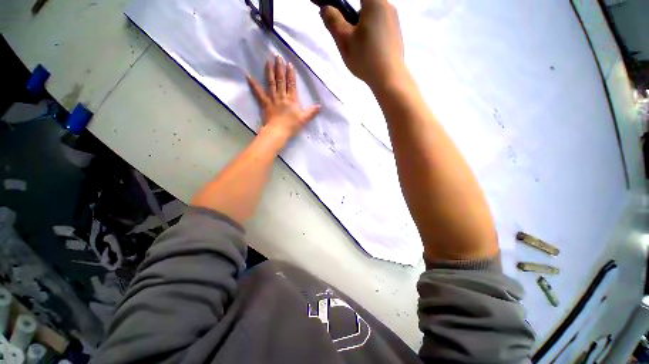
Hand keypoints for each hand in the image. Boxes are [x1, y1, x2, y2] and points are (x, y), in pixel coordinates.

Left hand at [247, 56, 320, 141]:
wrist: (279, 131)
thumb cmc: (292, 126)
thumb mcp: (304, 119)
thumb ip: (311, 112)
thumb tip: (320, 106)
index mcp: (292, 99)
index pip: (291, 84)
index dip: (291, 74)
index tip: (289, 64)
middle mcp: (282, 96)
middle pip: (281, 80)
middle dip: (280, 68)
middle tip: (278, 57)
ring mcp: (272, 99)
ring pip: (271, 83)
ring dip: (269, 72)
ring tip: (268, 61)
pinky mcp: (265, 103)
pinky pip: (259, 93)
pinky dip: (254, 85)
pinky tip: (248, 76)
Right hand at [320, 0, 405, 89]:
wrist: (389, 78)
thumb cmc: (365, 56)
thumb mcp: (344, 39)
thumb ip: (333, 20)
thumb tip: (326, 8)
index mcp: (375, 2)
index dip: (343, 4)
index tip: (337, 17)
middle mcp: (388, 6)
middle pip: (364, 6)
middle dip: (353, 18)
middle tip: (347, 37)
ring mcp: (394, 22)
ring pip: (372, 19)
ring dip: (362, 28)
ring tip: (358, 49)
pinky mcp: (396, 36)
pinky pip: (380, 29)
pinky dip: (372, 36)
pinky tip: (369, 53)